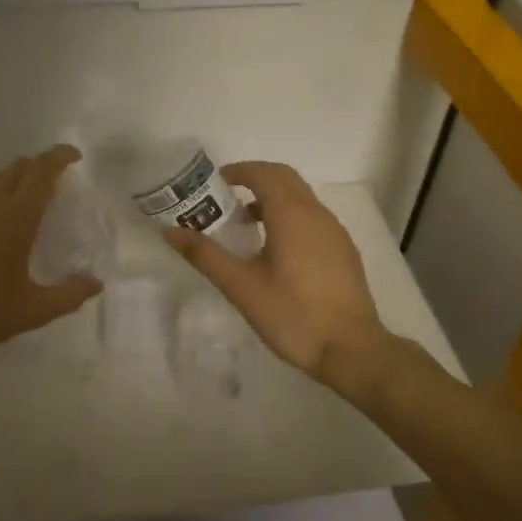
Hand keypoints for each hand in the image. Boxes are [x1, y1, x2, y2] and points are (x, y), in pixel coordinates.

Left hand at [0, 145, 101, 365]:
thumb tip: (96, 283)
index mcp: (17, 217)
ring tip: (15, 204)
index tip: (73, 157)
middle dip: (37, 167)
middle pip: (16, 168)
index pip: (42, 170)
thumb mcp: (31, 312)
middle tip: (49, 184)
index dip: (60, 156)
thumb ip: (68, 295)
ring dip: (9, 182)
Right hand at [164, 161, 392, 394]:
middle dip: (255, 180)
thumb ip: (206, 255)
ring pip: (301, 199)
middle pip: (285, 179)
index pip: (265, 173)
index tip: (215, 183)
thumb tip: (171, 231)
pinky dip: (289, 217)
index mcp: (292, 215)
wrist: (351, 349)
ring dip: (272, 199)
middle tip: (226, 198)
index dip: (239, 171)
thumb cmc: (292, 314)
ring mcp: (334, 232)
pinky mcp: (343, 251)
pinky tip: (276, 251)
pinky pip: (312, 218)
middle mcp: (317, 214)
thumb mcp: (241, 287)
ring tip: (245, 224)